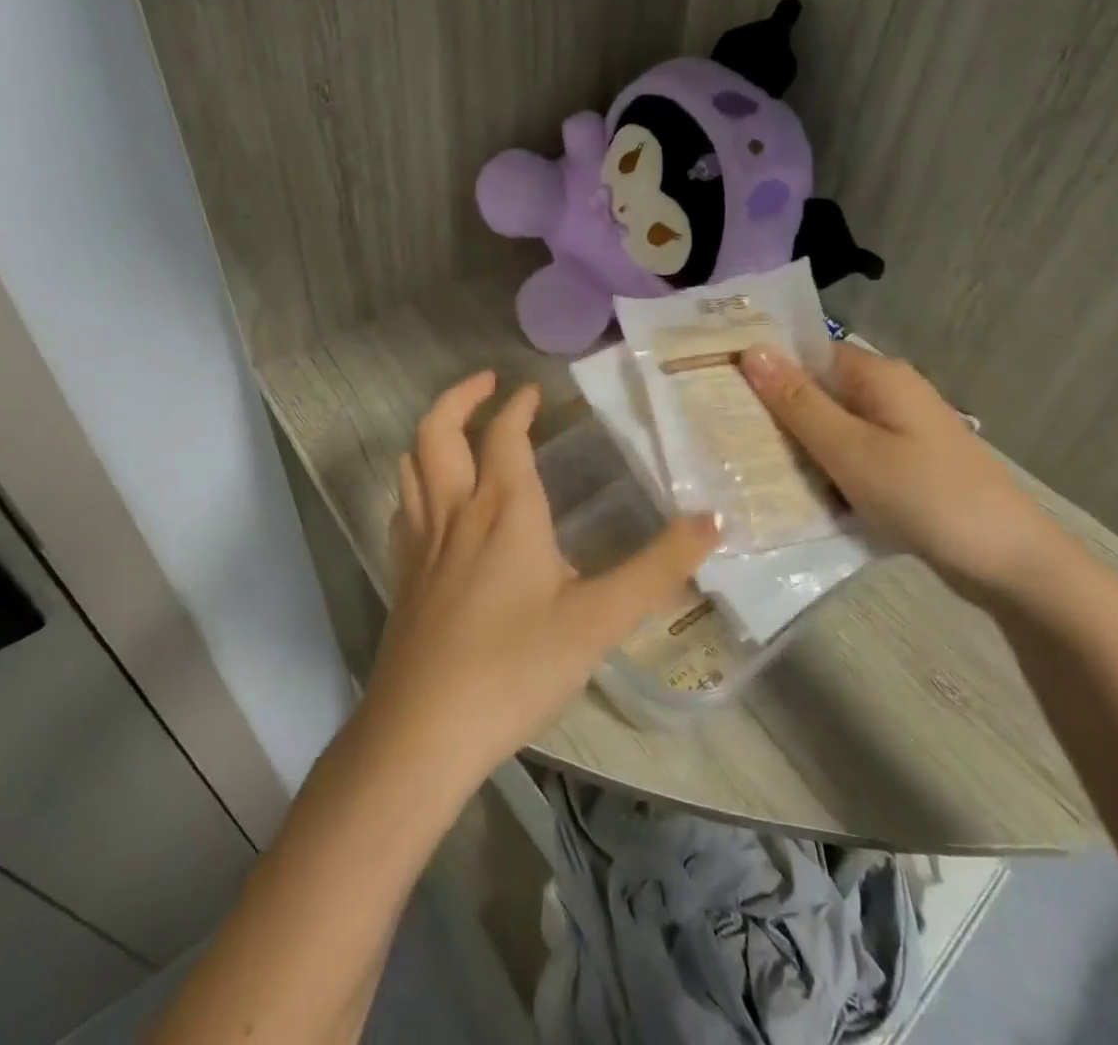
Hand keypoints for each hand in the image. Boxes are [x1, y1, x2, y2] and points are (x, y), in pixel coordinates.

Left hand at [360, 372, 718, 790]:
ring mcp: (421, 544)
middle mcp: (456, 512)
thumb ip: (659, 568)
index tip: (533, 391)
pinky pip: (402, 511)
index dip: (517, 405)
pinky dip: (415, 486)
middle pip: (438, 431)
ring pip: (411, 465)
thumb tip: (716, 519)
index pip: (505, 434)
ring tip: (457, 430)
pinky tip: (429, 504)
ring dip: (432, 433)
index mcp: (504, 509)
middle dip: (460, 397)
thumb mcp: (600, 620)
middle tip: (485, 384)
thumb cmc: (516, 667)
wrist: (424, 733)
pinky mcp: (402, 577)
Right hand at [740, 342, 1064, 607]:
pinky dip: (823, 469)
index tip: (716, 387)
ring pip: (829, 427)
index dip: (763, 366)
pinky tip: (794, 492)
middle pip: (816, 391)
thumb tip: (751, 350)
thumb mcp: (851, 451)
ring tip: (746, 464)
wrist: (1012, 564)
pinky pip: (849, 455)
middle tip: (723, 433)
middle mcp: (888, 394)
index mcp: (877, 376)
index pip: (805, 353)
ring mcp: (898, 431)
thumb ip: (798, 403)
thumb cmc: (926, 497)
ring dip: (797, 445)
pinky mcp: (903, 464)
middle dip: (774, 412)